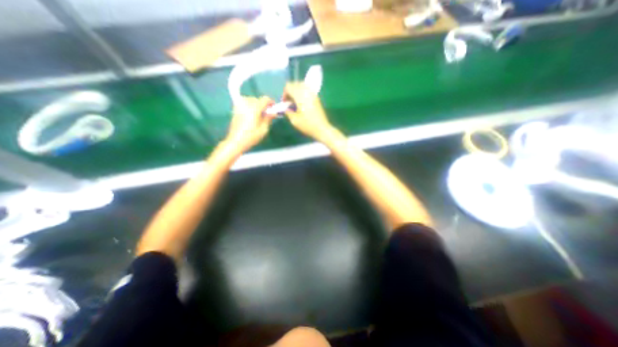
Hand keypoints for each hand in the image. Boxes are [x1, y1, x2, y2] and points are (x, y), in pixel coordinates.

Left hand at [226, 94, 272, 152]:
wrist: (236, 141)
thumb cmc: (251, 137)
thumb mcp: (264, 129)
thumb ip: (269, 118)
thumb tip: (273, 112)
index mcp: (254, 108)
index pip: (264, 99)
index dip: (271, 102)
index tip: (273, 108)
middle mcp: (246, 104)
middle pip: (257, 99)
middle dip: (263, 105)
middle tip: (266, 114)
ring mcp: (239, 106)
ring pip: (250, 100)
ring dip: (255, 105)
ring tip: (258, 114)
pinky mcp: (235, 110)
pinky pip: (243, 103)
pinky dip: (248, 106)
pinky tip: (250, 114)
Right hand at [282, 81, 336, 142]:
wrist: (322, 129)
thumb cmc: (307, 125)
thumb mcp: (294, 120)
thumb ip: (287, 111)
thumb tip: (285, 107)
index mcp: (300, 96)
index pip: (289, 86)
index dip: (284, 94)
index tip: (284, 103)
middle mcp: (307, 91)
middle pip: (295, 84)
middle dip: (290, 91)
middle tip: (289, 103)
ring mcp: (313, 94)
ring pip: (302, 85)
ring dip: (296, 91)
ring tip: (295, 102)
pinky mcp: (317, 97)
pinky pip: (307, 90)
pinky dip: (302, 93)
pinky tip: (302, 103)